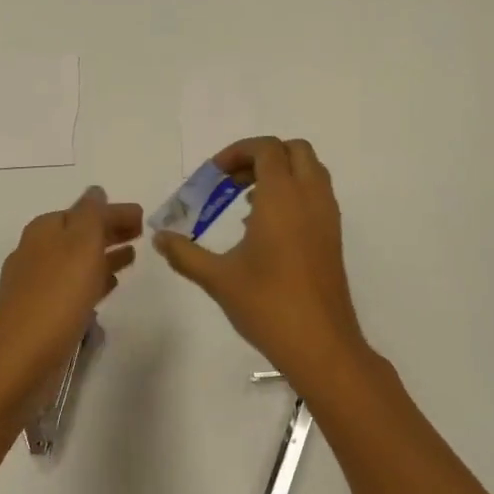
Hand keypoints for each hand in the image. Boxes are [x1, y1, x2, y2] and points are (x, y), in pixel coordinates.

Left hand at [0, 186, 142, 400]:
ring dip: (104, 255)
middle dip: (109, 231)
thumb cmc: (57, 296)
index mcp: (44, 230)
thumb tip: (95, 191)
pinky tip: (108, 288)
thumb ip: (92, 214)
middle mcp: (35, 251)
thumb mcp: (81, 244)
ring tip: (131, 258)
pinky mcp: (40, 311)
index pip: (85, 211)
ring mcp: (35, 283)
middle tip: (141, 234)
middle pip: (79, 234)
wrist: (21, 359)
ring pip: (77, 260)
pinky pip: (72, 286)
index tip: (143, 218)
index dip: (114, 212)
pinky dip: (92, 280)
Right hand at [155, 138, 377, 396]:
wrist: (321, 345)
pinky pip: (315, 196)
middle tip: (231, 182)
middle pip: (294, 150)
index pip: (267, 148)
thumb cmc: (268, 305)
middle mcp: (310, 198)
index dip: (237, 152)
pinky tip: (265, 229)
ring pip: (310, 172)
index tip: (213, 177)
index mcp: (283, 197)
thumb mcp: (218, 278)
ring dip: (279, 174)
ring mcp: (327, 217)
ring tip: (245, 203)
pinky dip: (293, 195)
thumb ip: (185, 253)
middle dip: (261, 156)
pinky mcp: (333, 238)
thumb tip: (160, 238)